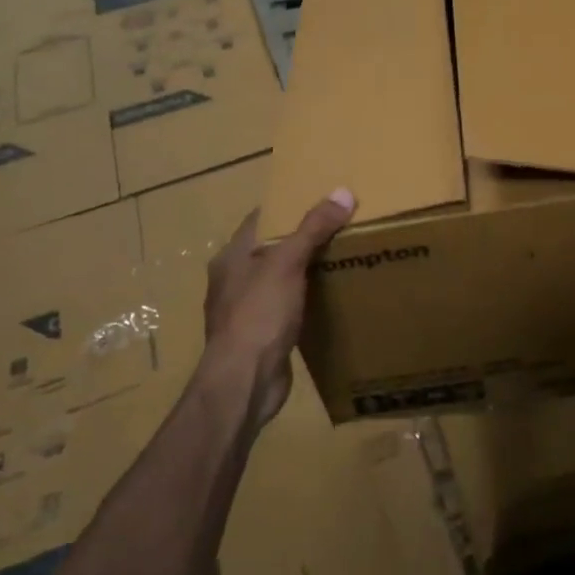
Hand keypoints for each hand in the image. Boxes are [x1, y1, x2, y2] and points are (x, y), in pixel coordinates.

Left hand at [203, 189, 354, 426]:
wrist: (245, 382)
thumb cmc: (259, 314)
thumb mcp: (287, 264)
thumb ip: (313, 228)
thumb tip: (343, 192)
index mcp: (231, 257)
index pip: (260, 219)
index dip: (287, 206)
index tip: (320, 197)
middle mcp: (233, 280)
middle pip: (271, 248)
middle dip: (301, 238)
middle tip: (339, 226)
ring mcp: (245, 310)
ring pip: (280, 280)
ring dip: (304, 271)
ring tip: (341, 257)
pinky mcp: (261, 336)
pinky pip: (286, 308)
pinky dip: (305, 300)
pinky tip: (329, 299)